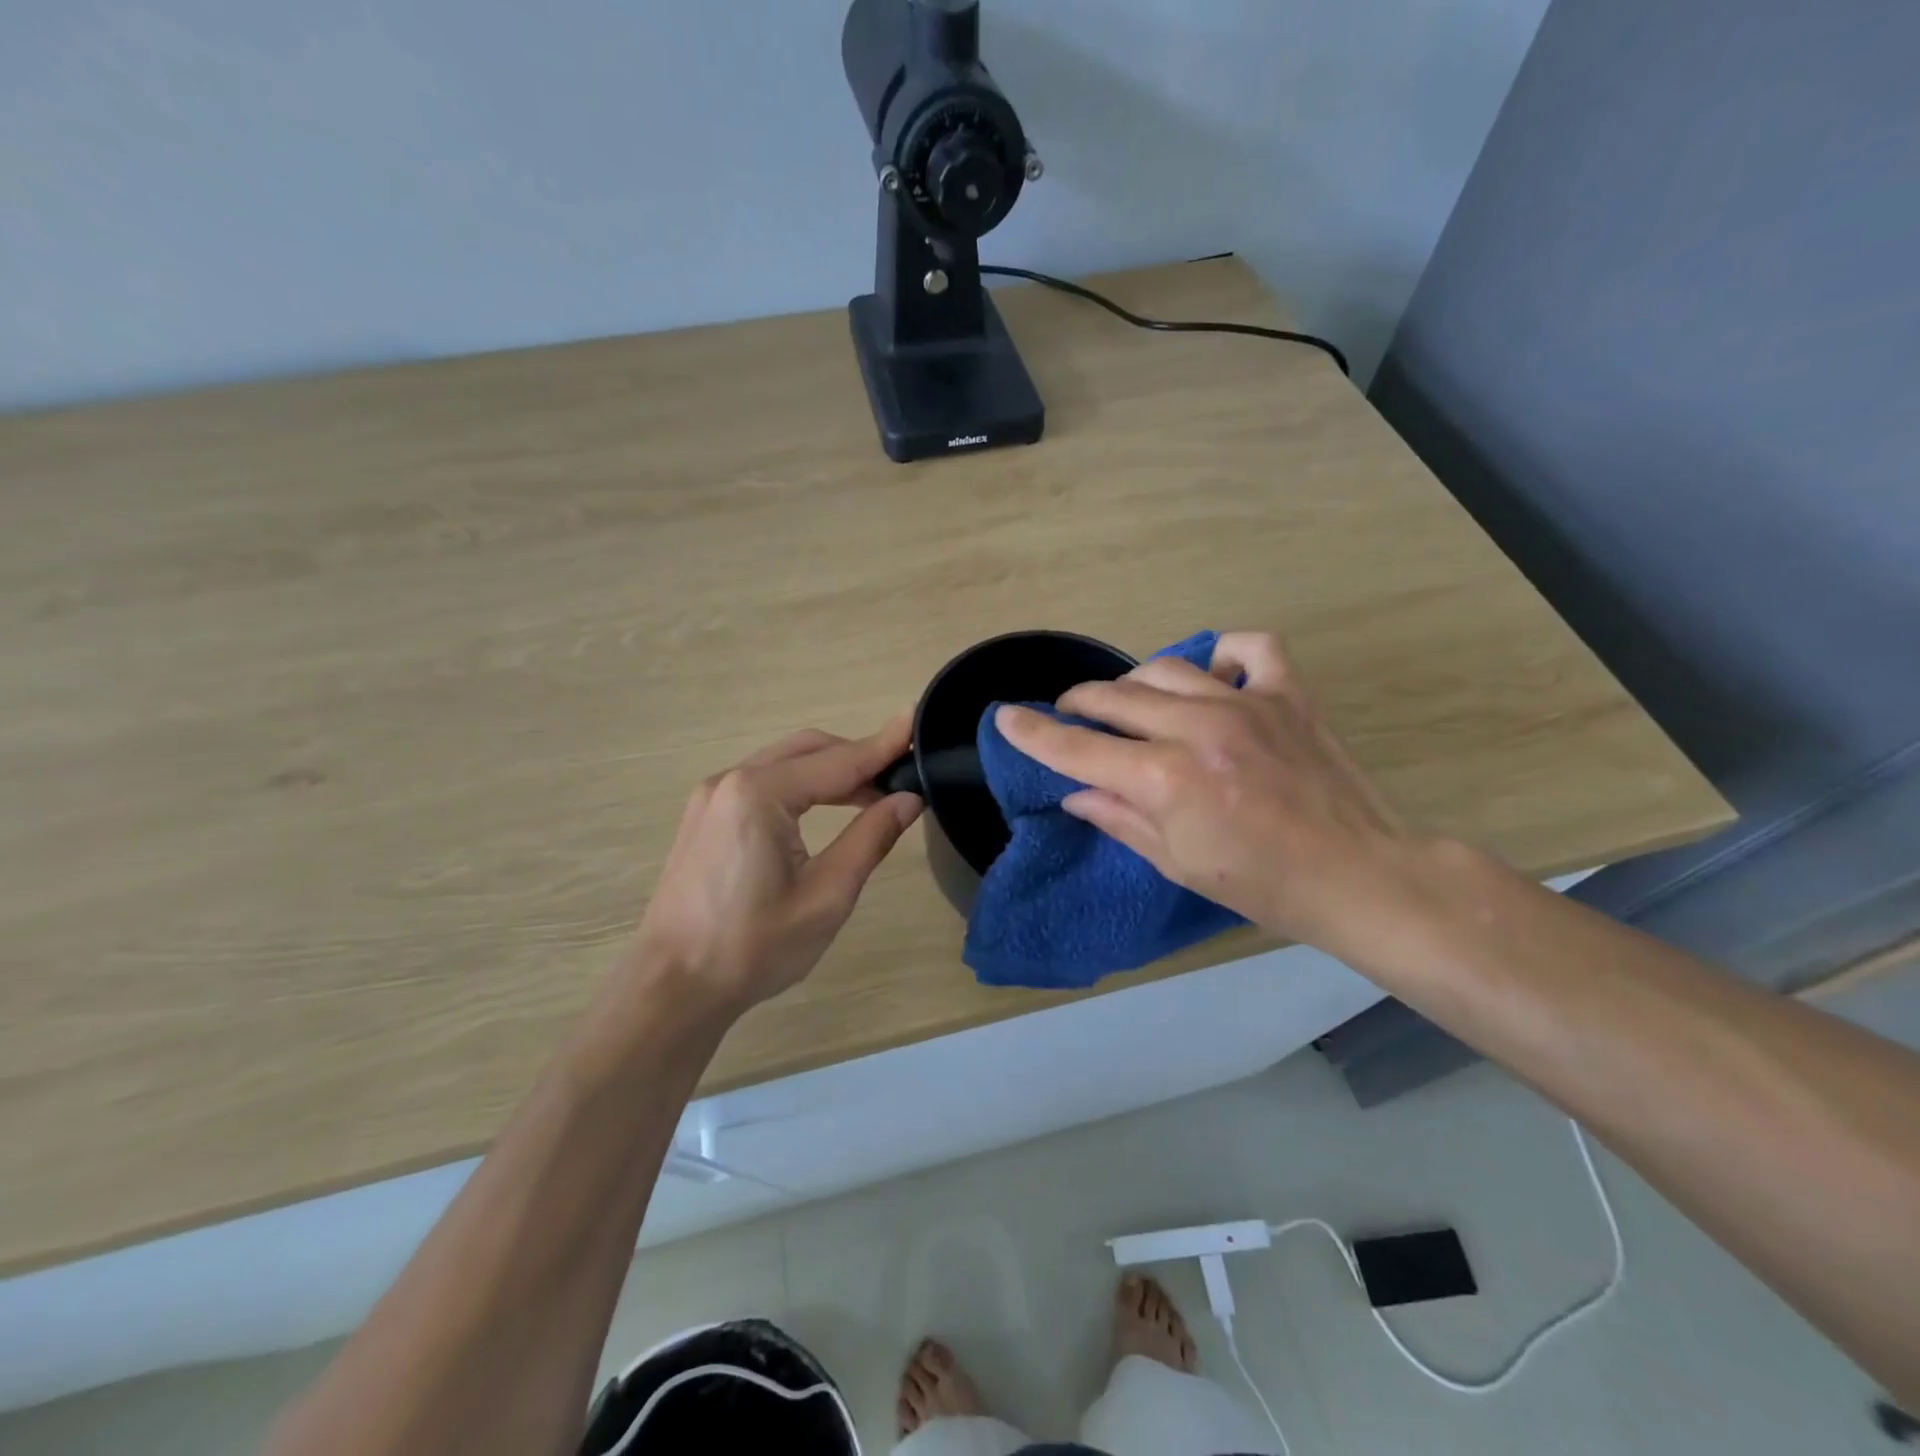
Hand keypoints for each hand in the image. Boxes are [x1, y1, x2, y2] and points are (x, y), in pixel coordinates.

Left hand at [628, 718, 922, 1015]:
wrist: (672, 987)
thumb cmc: (752, 947)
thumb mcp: (826, 897)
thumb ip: (870, 839)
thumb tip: (908, 799)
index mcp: (760, 794)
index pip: (839, 761)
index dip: (884, 745)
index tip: (918, 721)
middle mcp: (731, 780)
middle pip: (809, 750)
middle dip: (858, 757)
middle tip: (901, 777)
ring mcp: (712, 796)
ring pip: (785, 763)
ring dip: (830, 772)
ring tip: (873, 797)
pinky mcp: (705, 816)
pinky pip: (763, 782)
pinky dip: (801, 786)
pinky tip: (824, 810)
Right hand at [994, 632, 1415, 945]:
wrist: (1357, 875)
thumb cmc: (1261, 885)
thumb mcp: (1176, 864)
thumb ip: (1119, 818)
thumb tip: (1074, 793)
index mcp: (1164, 779)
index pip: (1078, 748)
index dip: (1033, 732)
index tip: (1005, 716)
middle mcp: (1197, 729)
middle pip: (1113, 697)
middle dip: (1080, 703)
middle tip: (1074, 716)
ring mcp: (1245, 702)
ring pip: (1165, 668)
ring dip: (1134, 683)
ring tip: (1132, 702)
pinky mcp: (1288, 693)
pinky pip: (1249, 647)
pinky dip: (1222, 655)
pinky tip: (1212, 675)